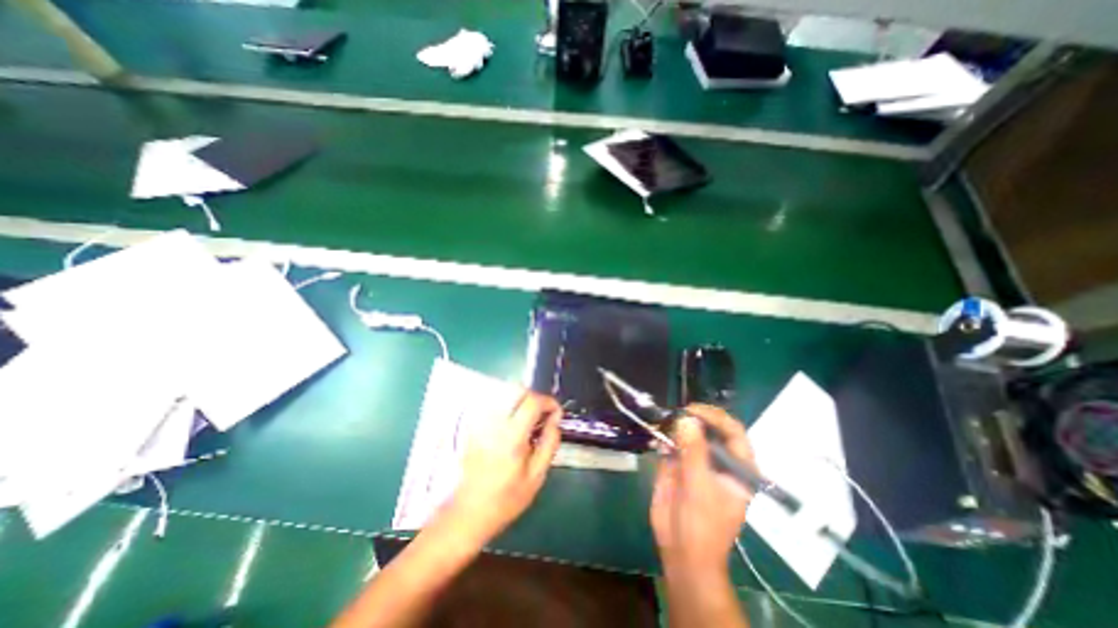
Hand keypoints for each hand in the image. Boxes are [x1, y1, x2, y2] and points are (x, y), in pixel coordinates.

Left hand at [437, 390, 558, 545]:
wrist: (466, 514)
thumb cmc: (505, 500)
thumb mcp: (536, 477)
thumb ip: (549, 444)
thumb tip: (556, 420)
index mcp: (511, 438)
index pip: (532, 402)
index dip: (549, 402)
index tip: (556, 412)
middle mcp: (493, 424)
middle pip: (517, 390)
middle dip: (535, 397)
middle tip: (543, 414)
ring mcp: (479, 423)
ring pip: (503, 394)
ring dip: (521, 400)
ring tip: (528, 419)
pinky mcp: (471, 426)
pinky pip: (492, 404)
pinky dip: (507, 405)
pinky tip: (511, 423)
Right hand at [651, 404, 754, 576]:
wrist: (681, 552)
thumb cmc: (702, 524)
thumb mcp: (700, 487)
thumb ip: (694, 451)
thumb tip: (686, 419)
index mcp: (736, 467)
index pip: (733, 432)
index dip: (715, 417)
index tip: (692, 410)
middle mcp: (718, 460)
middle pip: (709, 429)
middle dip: (692, 419)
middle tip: (673, 415)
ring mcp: (697, 462)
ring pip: (688, 434)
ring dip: (675, 426)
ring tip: (662, 423)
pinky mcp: (678, 466)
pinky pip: (672, 445)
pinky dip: (663, 438)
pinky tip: (656, 438)